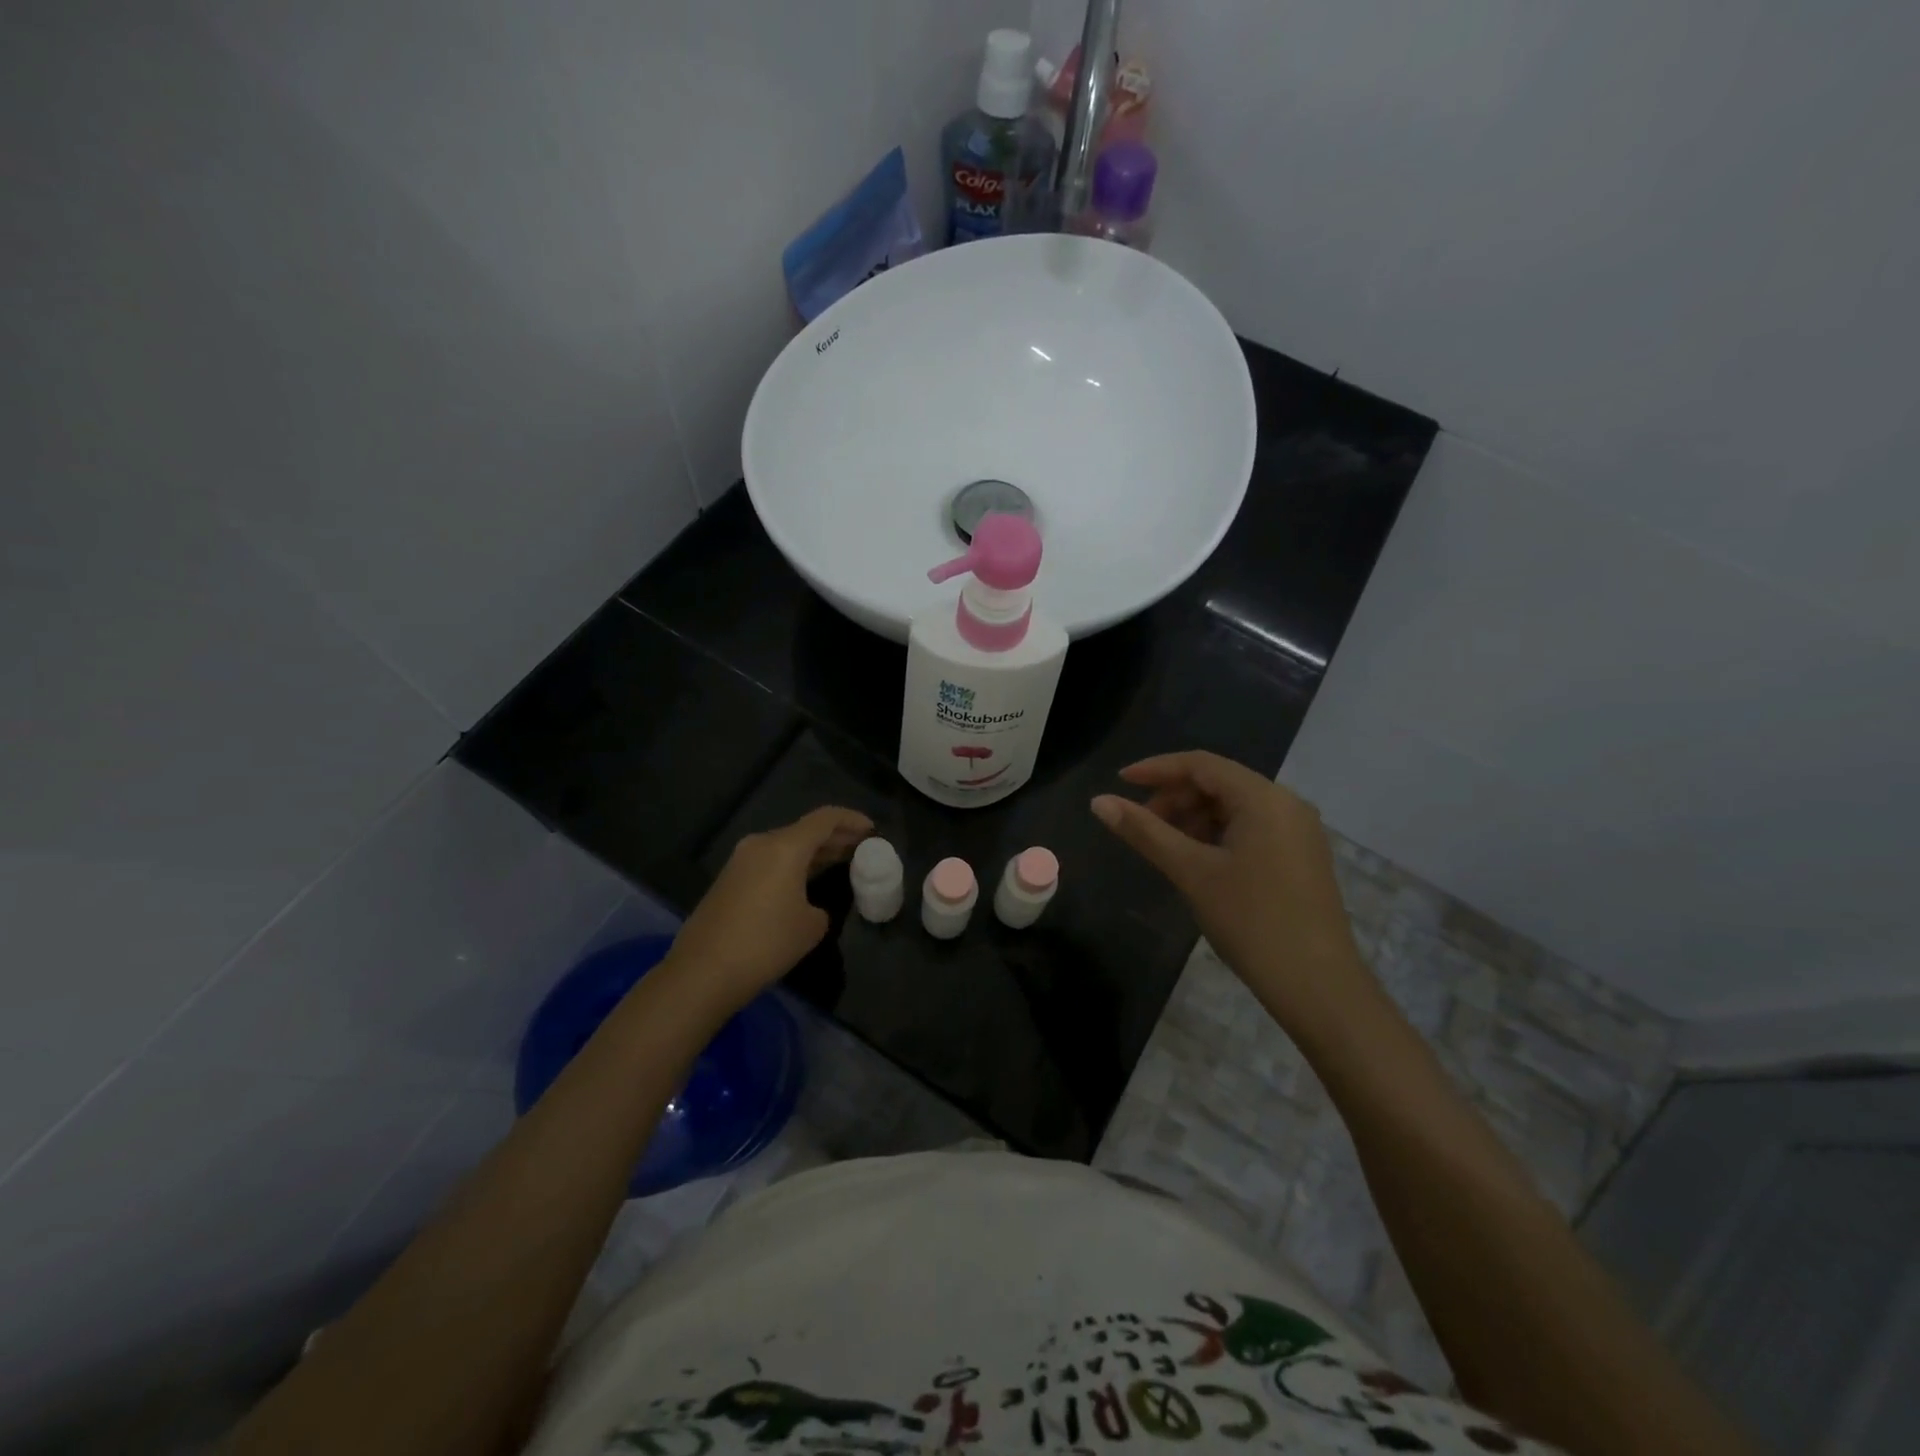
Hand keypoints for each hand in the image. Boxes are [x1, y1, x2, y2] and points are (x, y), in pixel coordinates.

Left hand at [662, 806, 873, 1016]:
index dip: (852, 820)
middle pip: (805, 830)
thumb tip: (810, 906)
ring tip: (839, 863)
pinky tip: (806, 882)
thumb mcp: (811, 926)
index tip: (872, 831)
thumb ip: (821, 906)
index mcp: (785, 847)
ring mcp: (741, 861)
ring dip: (813, 852)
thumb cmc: (765, 943)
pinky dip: (793, 865)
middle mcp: (761, 844)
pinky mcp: (729, 880)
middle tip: (861, 847)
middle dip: (835, 837)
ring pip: (786, 846)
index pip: (825, 819)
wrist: (702, 972)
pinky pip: (770, 861)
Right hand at [1091, 752, 1370, 1024]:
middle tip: (1140, 824)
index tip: (1119, 782)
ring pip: (1234, 807)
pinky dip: (1217, 834)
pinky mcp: (1301, 857)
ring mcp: (1298, 831)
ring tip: (1164, 845)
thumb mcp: (1191, 872)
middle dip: (1175, 797)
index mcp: (1264, 798)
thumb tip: (1099, 802)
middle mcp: (1287, 804)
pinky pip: (1251, 828)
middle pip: (1219, 782)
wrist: (1318, 986)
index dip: (1157, 769)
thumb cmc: (1250, 920)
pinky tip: (1197, 860)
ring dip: (1194, 817)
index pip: (1201, 764)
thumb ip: (1144, 832)